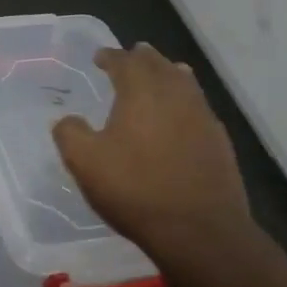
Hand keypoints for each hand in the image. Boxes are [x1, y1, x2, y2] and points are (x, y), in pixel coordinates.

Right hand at [53, 44, 251, 262]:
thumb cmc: (136, 189)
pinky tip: (182, 114)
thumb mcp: (85, 162)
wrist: (199, 230)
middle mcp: (175, 94)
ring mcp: (202, 116)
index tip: (99, 57)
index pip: (124, 61)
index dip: (110, 56)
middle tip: (130, 57)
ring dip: (168, 73)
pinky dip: (186, 100)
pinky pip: (199, 106)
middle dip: (142, 58)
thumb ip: (70, 133)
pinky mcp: (220, 140)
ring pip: (184, 82)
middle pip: (158, 64)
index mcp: (141, 91)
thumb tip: (67, 120)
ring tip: (160, 74)